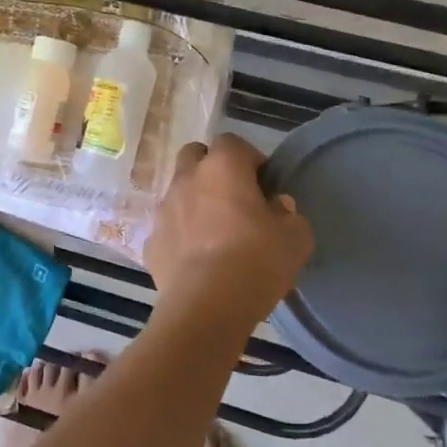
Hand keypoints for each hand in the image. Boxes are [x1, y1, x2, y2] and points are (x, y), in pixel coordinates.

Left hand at [144, 134, 313, 338]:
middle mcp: (186, 179)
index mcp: (221, 168)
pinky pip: (169, 228)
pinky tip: (197, 259)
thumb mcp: (295, 239)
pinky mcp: (151, 240)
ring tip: (215, 232)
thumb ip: (289, 215)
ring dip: (195, 202)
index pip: (231, 142)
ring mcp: (163, 209)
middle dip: (212, 169)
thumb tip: (278, 206)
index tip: (263, 183)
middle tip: (234, 198)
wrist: (206, 304)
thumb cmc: (256, 261)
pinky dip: (181, 235)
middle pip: (195, 156)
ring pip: (178, 192)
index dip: (248, 158)